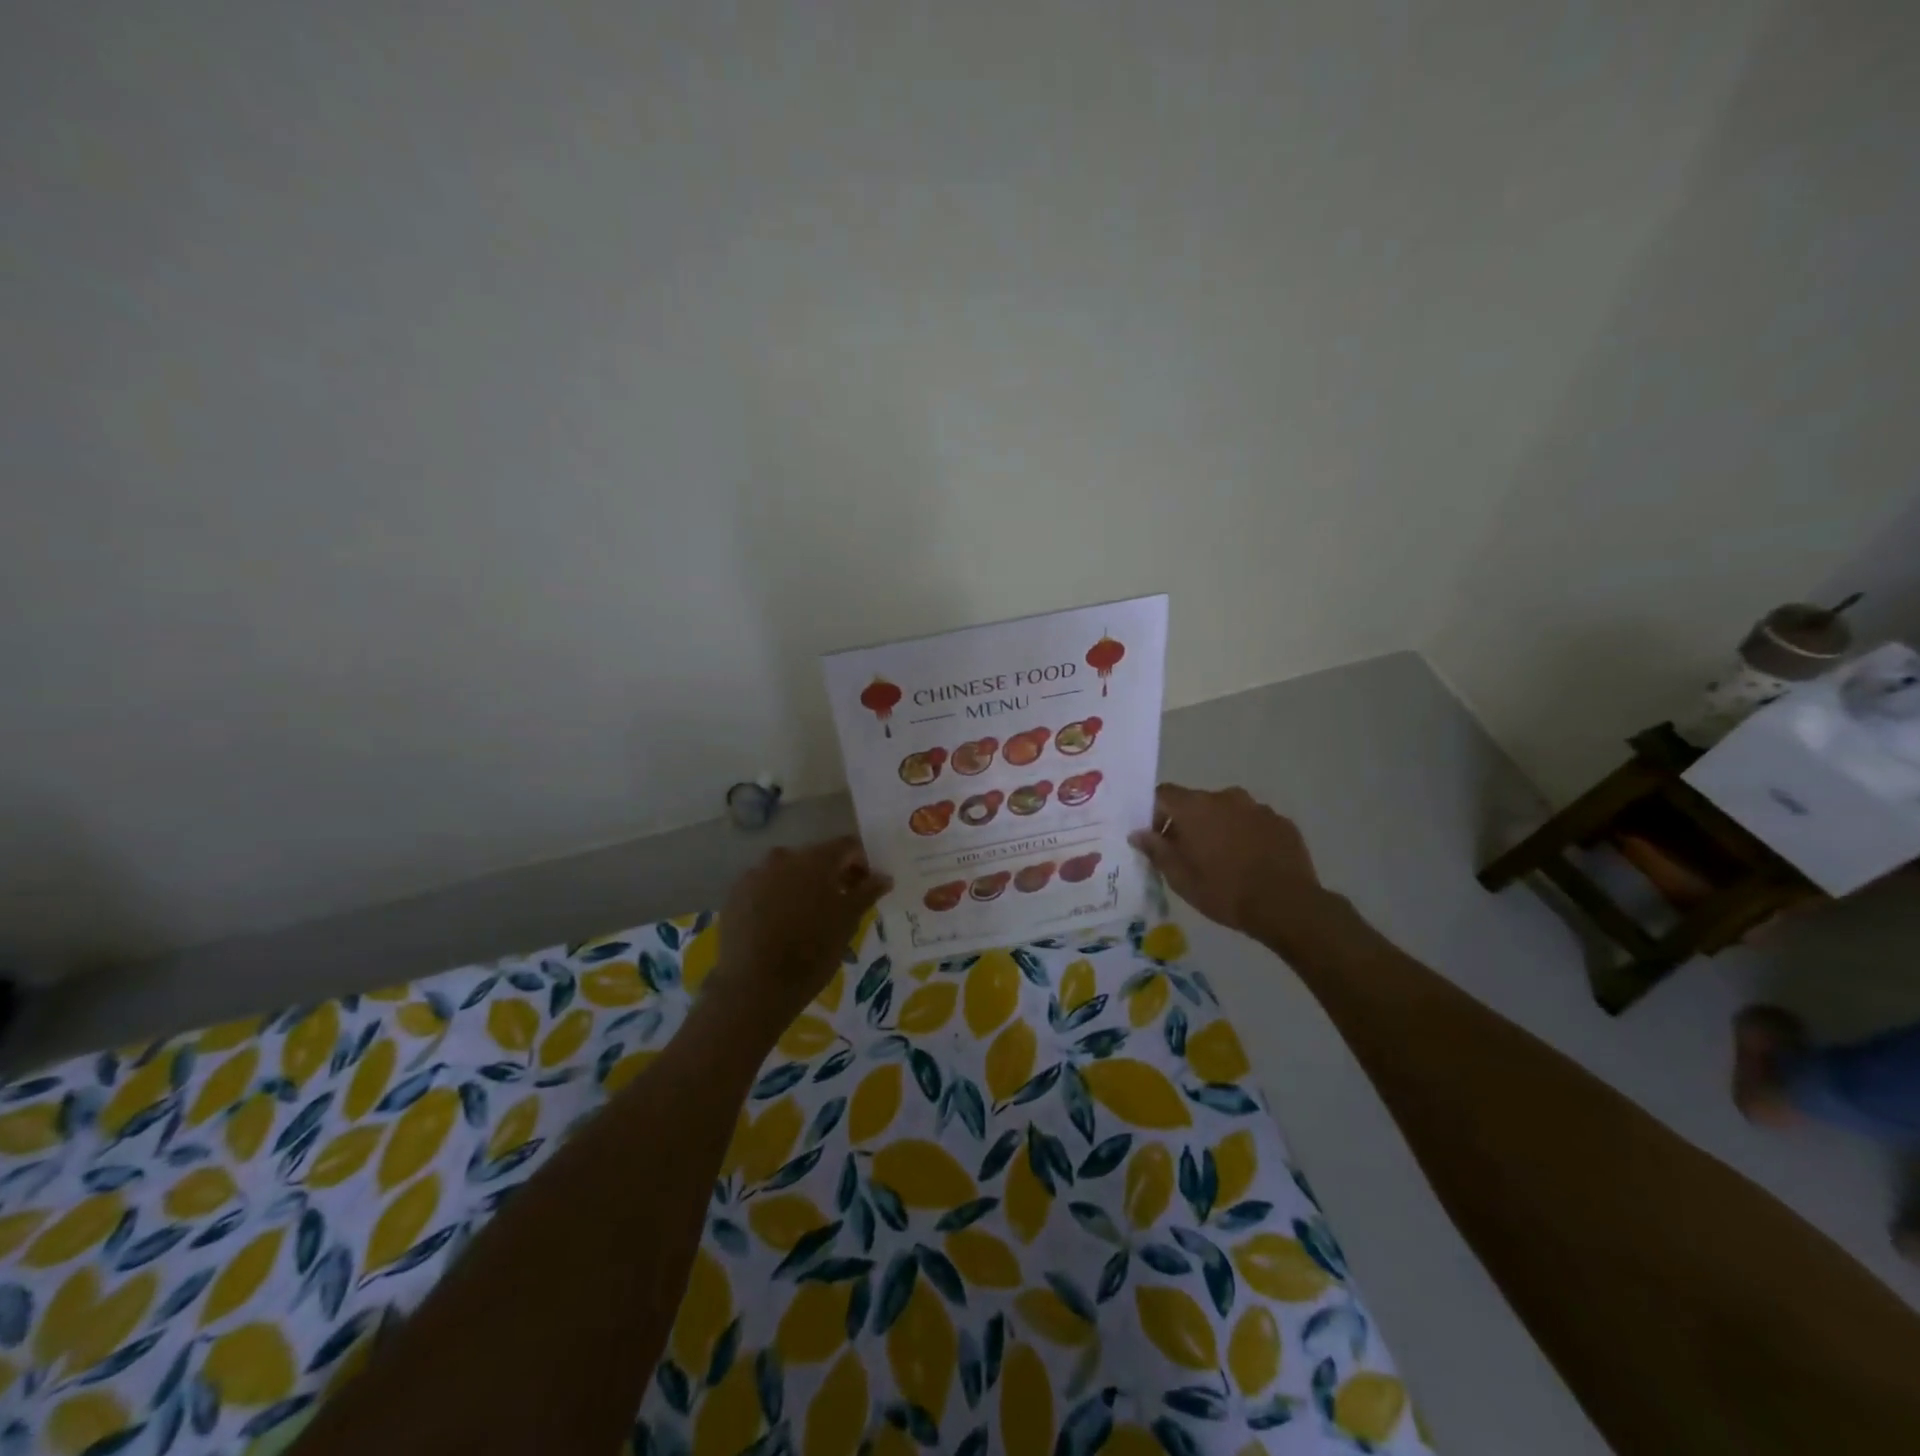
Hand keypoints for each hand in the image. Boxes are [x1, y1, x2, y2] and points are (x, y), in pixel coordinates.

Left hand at [705, 837, 890, 1038]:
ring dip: (802, 885)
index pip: (847, 846)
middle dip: (832, 874)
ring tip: (809, 916)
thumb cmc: (812, 951)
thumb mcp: (848, 922)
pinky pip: (764, 887)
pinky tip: (780, 924)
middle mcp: (784, 857)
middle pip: (816, 857)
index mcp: (815, 859)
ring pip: (787, 871)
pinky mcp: (735, 895)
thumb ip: (867, 892)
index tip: (867, 886)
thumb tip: (884, 876)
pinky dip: (776, 897)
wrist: (755, 986)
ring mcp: (755, 874)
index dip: (861, 862)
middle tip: (841, 902)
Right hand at [1128, 783, 1333, 949]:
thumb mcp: (1179, 877)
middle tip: (1190, 855)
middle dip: (1189, 824)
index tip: (1159, 839)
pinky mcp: (1282, 822)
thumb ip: (1156, 850)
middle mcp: (1226, 797)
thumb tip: (1138, 833)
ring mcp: (1258, 808)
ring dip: (1220, 828)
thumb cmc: (1223, 891)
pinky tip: (1251, 863)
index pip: (1164, 794)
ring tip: (1225, 861)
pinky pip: (1254, 823)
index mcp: (1195, 807)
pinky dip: (1247, 836)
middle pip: (1197, 803)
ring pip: (1228, 812)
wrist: (1285, 905)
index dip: (1155, 813)